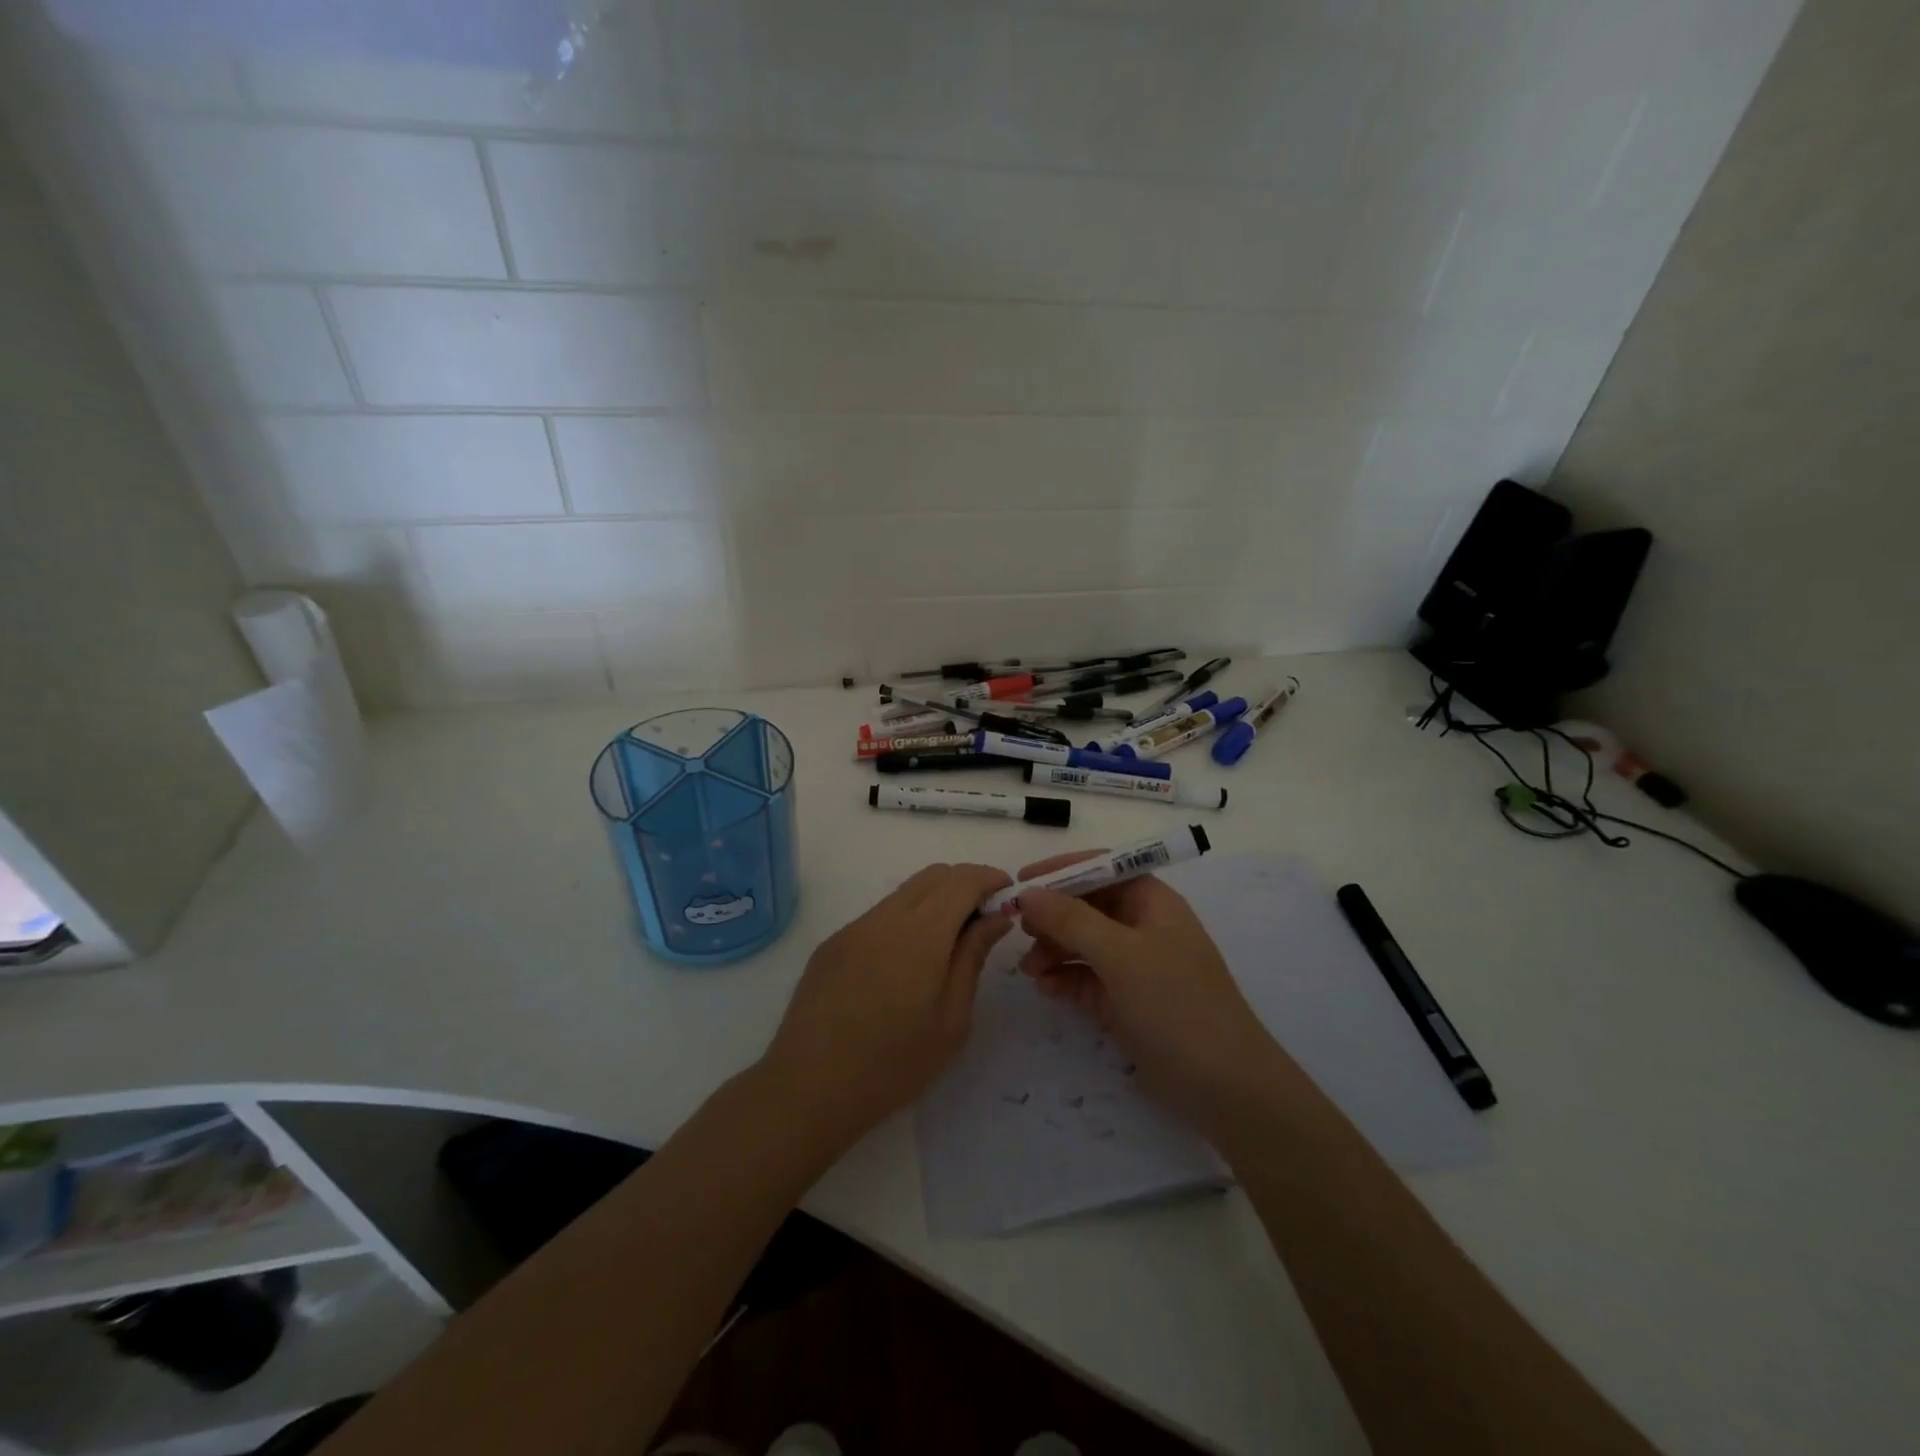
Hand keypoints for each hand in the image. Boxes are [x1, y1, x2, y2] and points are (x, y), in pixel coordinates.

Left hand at [761, 863, 1013, 1147]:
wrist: (809, 1087)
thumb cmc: (894, 1063)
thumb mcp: (951, 1018)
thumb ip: (973, 957)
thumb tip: (996, 916)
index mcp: (920, 933)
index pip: (961, 881)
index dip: (989, 878)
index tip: (1008, 893)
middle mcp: (885, 917)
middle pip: (932, 876)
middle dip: (965, 883)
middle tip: (986, 915)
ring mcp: (854, 928)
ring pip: (904, 893)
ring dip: (935, 900)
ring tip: (951, 940)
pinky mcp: (833, 945)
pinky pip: (879, 915)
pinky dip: (906, 919)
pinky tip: (908, 962)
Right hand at [1014, 853, 1289, 1137]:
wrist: (1224, 1087)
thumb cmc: (1176, 1004)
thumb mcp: (1121, 955)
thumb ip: (1071, 920)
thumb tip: (1028, 894)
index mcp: (1153, 902)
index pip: (1103, 867)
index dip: (1063, 870)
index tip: (1022, 882)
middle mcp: (1143, 927)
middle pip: (1088, 906)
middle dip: (1052, 915)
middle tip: (1019, 930)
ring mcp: (1135, 967)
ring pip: (1082, 943)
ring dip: (1053, 949)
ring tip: (1029, 969)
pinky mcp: (1125, 1002)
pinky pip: (1085, 978)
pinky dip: (1063, 978)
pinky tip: (1045, 987)